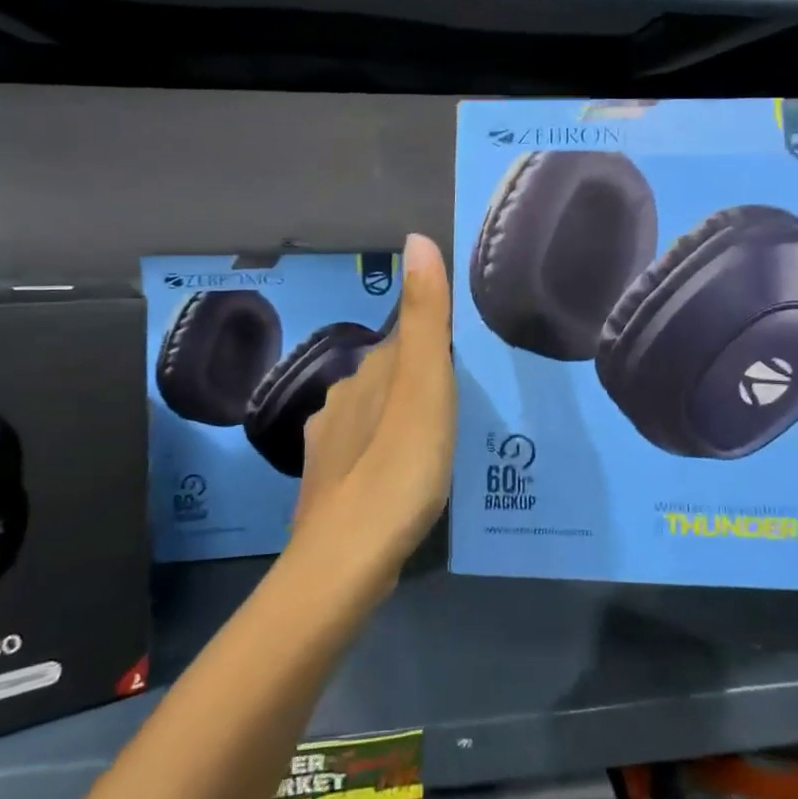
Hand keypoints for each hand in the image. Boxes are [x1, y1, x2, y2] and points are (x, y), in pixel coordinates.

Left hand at [288, 234, 455, 603]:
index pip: (402, 341)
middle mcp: (341, 401)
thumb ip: (424, 317)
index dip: (434, 344)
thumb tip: (417, 239)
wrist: (346, 559)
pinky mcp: (329, 488)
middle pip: (386, 379)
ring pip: (373, 417)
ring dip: (402, 420)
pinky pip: (365, 455)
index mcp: (367, 375)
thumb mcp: (424, 386)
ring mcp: (330, 447)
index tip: (468, 359)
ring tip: (442, 442)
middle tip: (465, 404)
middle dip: (419, 383)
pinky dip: (386, 455)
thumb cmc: (398, 466)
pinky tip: (404, 479)